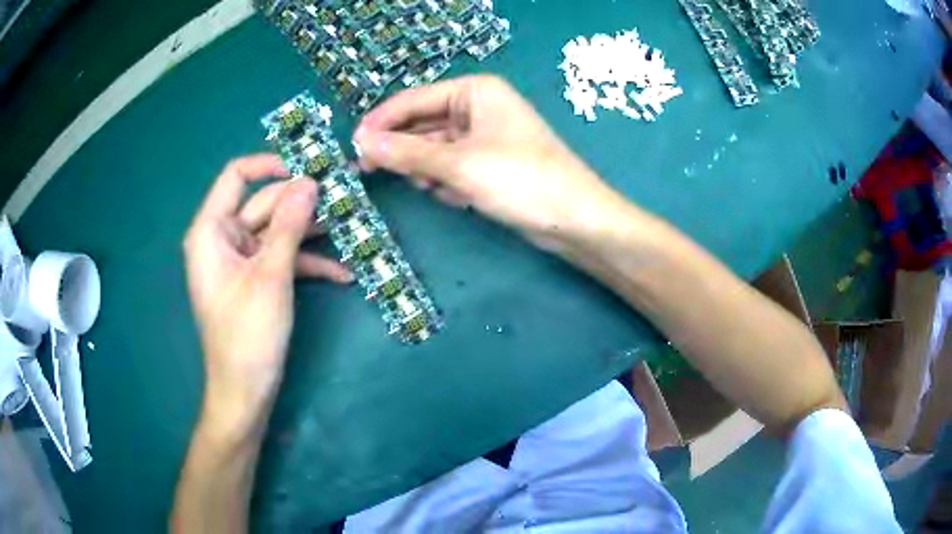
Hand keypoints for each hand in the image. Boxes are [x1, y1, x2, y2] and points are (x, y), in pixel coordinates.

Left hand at [183, 154, 352, 435]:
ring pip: (277, 231)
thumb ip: (289, 225)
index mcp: (212, 230)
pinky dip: (307, 263)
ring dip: (311, 232)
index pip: (237, 176)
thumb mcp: (271, 276)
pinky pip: (281, 259)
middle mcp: (223, 239)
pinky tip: (343, 273)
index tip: (307, 170)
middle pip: (264, 204)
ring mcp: (241, 261)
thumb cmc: (248, 334)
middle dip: (303, 203)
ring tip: (352, 230)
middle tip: (345, 198)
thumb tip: (310, 181)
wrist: (244, 392)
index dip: (270, 165)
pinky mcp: (255, 280)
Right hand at [353, 75, 628, 251]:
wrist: (574, 219)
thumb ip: (406, 152)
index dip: (381, 121)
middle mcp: (478, 107)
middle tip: (367, 169)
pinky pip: (452, 166)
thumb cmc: (520, 180)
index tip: (352, 145)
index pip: (414, 99)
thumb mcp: (458, 164)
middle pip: (423, 124)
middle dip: (402, 149)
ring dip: (427, 169)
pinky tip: (457, 197)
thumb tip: (361, 141)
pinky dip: (447, 181)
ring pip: (435, 148)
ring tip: (434, 187)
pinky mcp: (489, 163)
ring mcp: (484, 136)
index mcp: (474, 91)